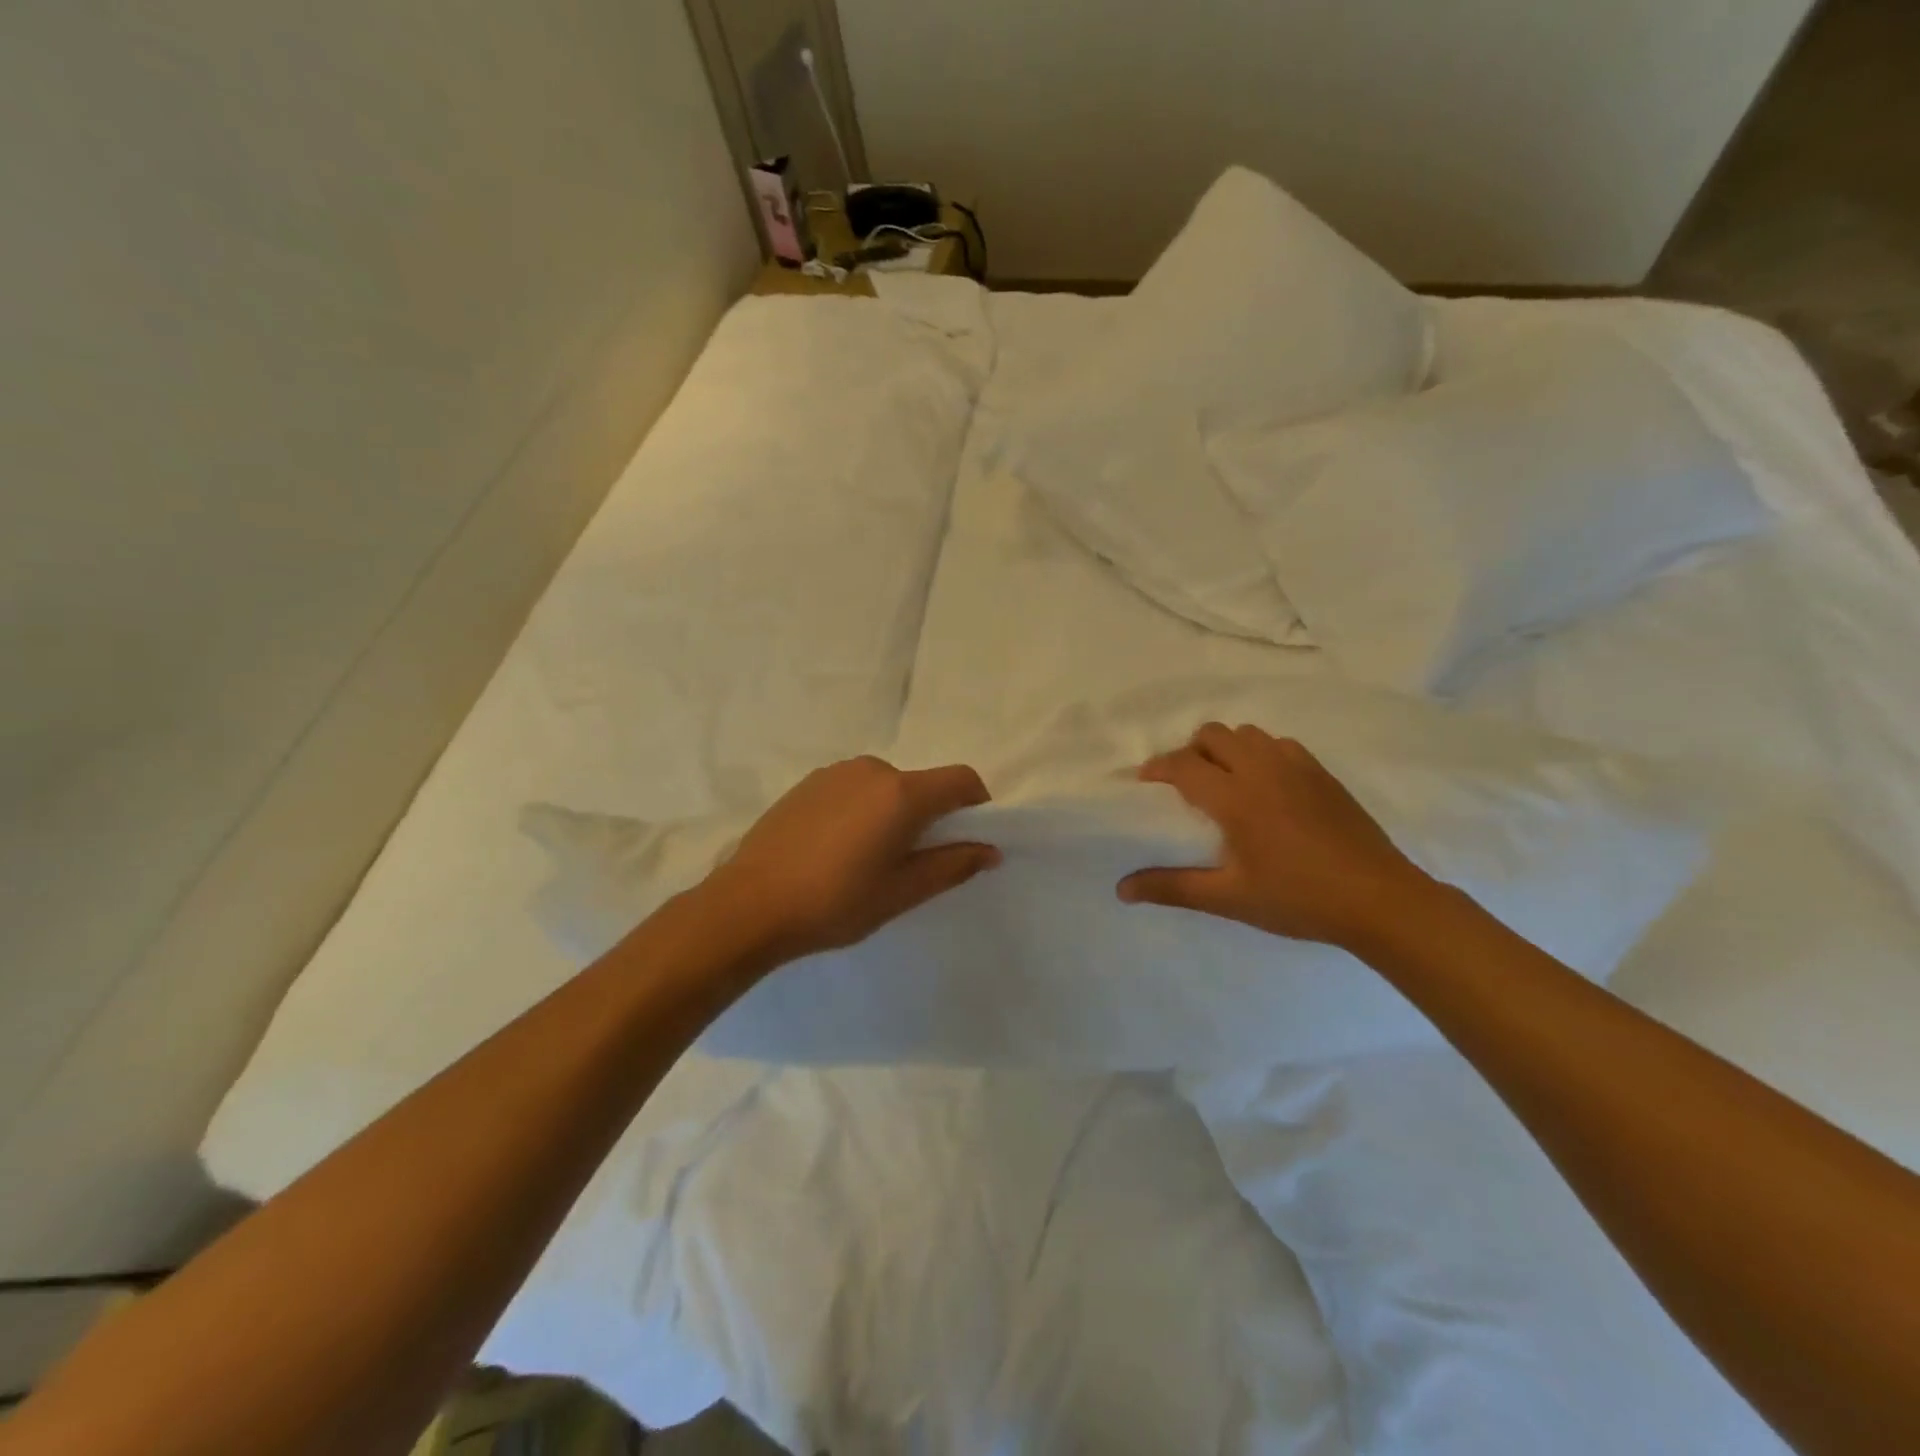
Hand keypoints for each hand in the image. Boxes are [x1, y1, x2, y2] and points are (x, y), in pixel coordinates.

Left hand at [701, 756, 999, 964]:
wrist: (749, 905)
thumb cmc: (835, 902)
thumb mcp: (902, 892)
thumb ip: (952, 865)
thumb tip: (989, 850)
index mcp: (902, 793)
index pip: (961, 780)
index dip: (976, 805)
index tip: (967, 840)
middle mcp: (872, 770)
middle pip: (922, 784)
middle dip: (930, 816)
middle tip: (912, 863)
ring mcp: (835, 773)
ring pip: (886, 787)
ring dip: (893, 813)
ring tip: (868, 860)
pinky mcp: (808, 783)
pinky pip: (854, 789)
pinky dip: (862, 810)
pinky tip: (836, 850)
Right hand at [1118, 722, 1433, 950]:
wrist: (1379, 900)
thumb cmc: (1298, 899)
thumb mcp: (1229, 898)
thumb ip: (1172, 888)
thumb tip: (1121, 890)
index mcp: (1235, 797)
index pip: (1183, 764)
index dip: (1157, 768)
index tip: (1145, 783)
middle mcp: (1262, 770)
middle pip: (1213, 734)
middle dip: (1190, 751)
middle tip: (1184, 784)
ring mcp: (1297, 767)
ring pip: (1248, 734)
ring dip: (1226, 748)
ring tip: (1223, 781)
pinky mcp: (1322, 774)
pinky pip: (1279, 744)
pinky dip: (1260, 753)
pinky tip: (1265, 786)